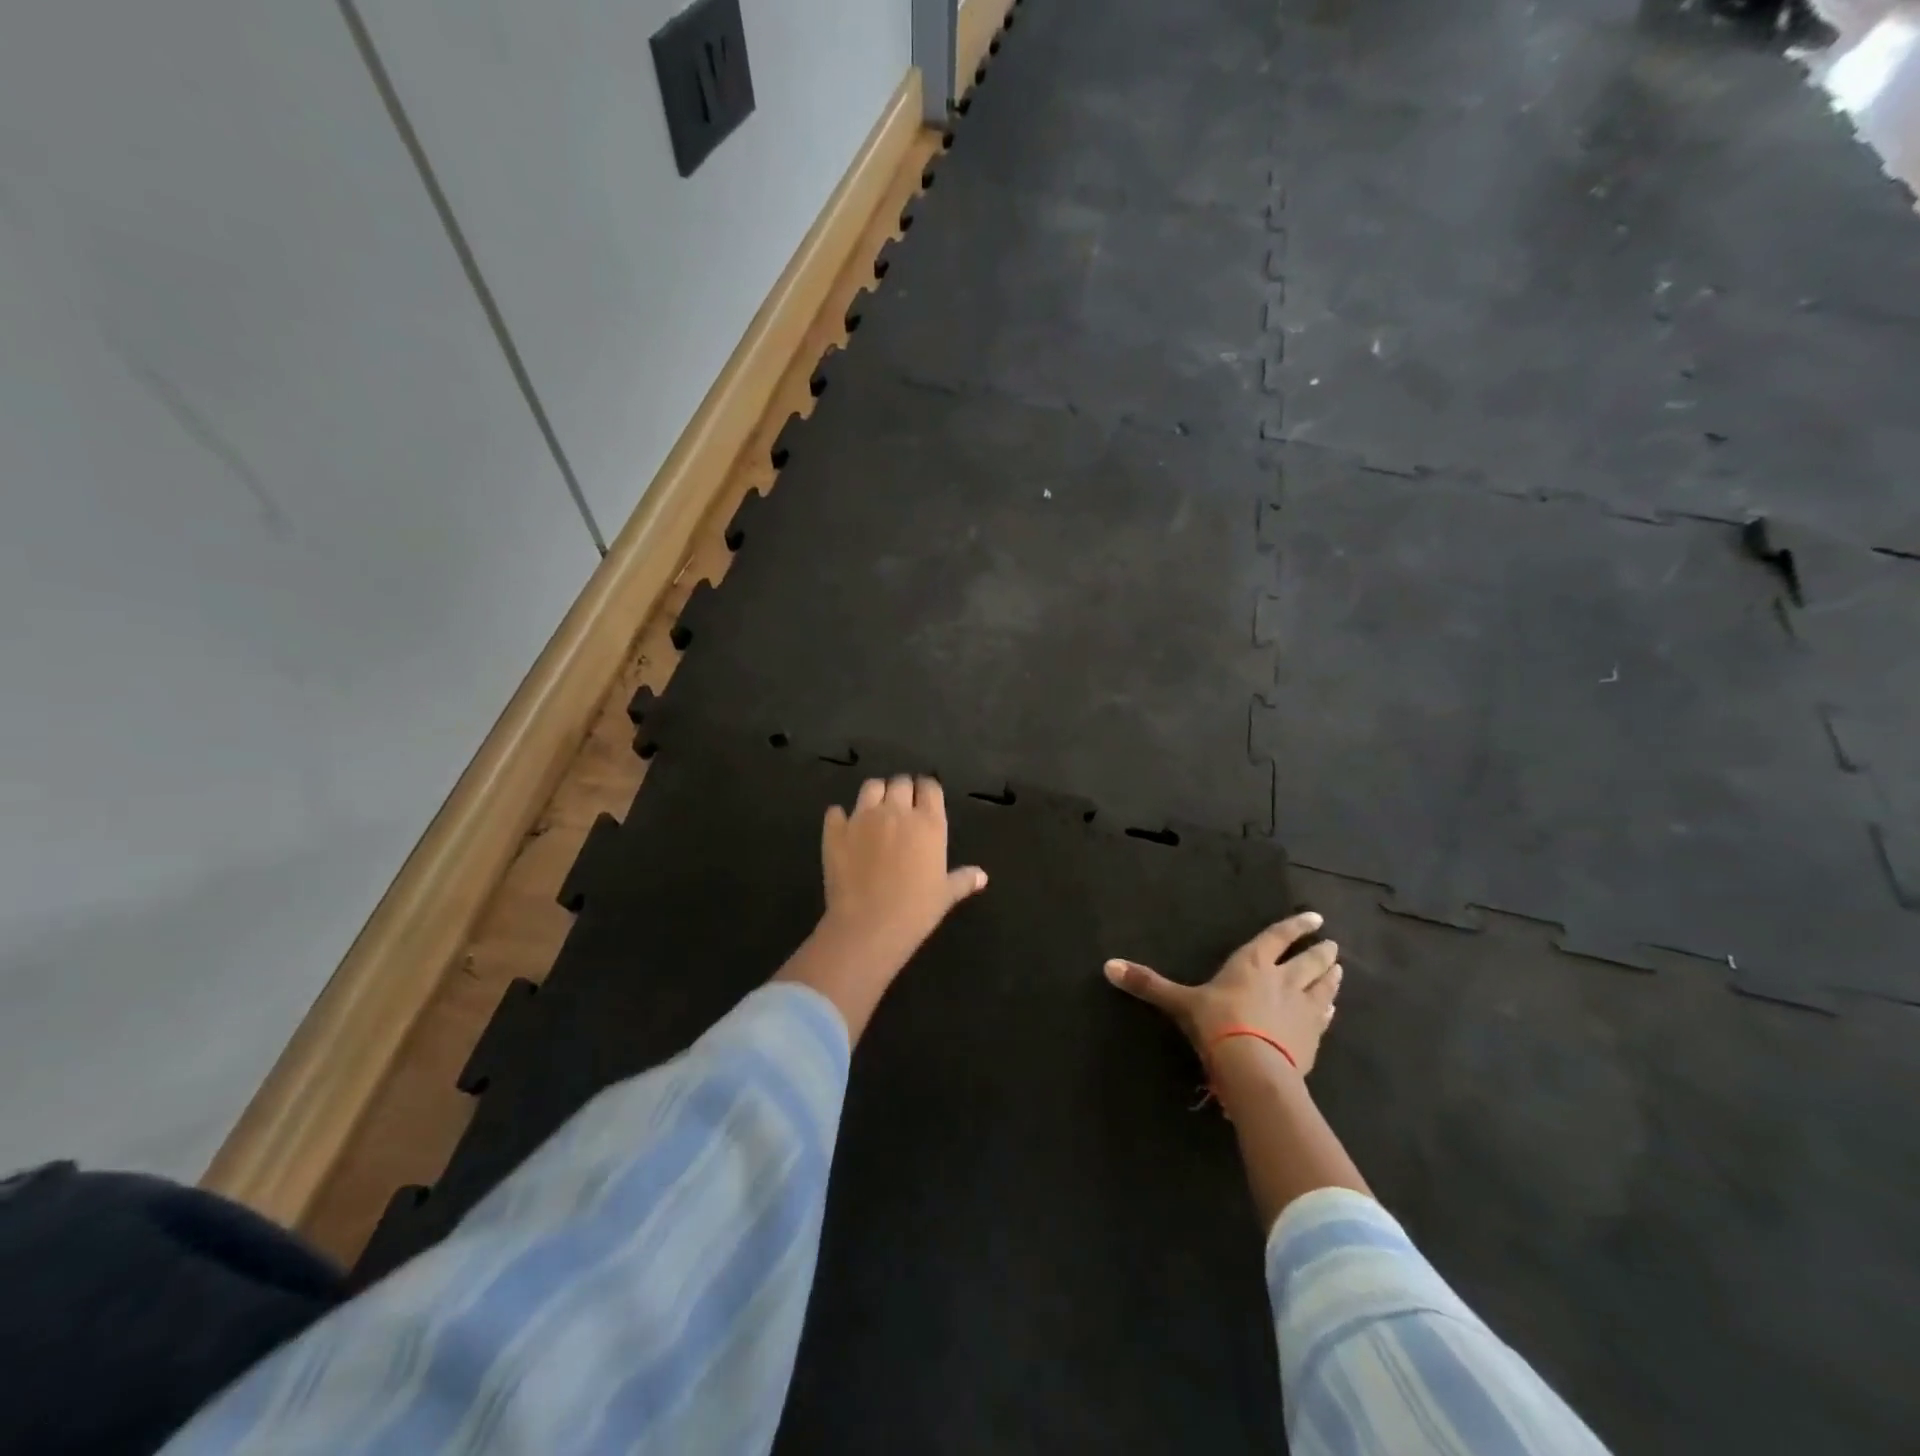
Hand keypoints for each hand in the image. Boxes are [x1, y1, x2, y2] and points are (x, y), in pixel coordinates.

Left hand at [778, 775, 987, 1039]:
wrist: (868, 926)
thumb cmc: (916, 911)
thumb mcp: (945, 895)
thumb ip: (963, 880)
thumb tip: (982, 876)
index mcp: (928, 822)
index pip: (930, 786)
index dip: (926, 790)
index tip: (924, 800)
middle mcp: (896, 811)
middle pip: (900, 782)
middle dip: (902, 790)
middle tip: (901, 807)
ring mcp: (863, 817)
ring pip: (870, 787)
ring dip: (875, 794)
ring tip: (875, 811)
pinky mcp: (835, 830)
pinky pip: (836, 811)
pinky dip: (841, 817)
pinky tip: (845, 829)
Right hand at [1103, 911, 1340, 1074]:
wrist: (1254, 1069)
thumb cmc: (1216, 1025)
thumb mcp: (1179, 1003)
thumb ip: (1148, 985)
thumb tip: (1107, 966)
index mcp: (1252, 964)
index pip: (1278, 938)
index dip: (1295, 926)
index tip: (1315, 918)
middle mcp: (1283, 981)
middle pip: (1307, 961)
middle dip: (1319, 951)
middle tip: (1332, 945)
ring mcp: (1302, 1010)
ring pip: (1322, 987)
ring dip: (1330, 977)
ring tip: (1339, 968)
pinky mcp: (1312, 1039)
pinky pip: (1324, 1018)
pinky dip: (1328, 1010)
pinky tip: (1331, 1010)